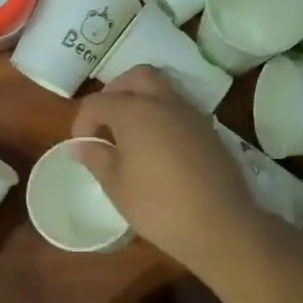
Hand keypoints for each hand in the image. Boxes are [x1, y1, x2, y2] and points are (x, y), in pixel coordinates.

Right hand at [71, 66, 265, 272]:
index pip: (98, 102)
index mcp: (135, 112)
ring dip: (142, 101)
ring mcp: (191, 114)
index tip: (82, 146)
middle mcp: (164, 102)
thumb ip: (97, 158)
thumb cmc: (159, 206)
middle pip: (136, 77)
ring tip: (131, 135)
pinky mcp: (210, 131)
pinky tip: (158, 148)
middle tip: (106, 122)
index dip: (82, 122)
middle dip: (116, 92)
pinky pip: (180, 110)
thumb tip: (83, 145)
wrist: (220, 225)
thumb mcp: (117, 186)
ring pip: (162, 89)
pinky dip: (163, 117)